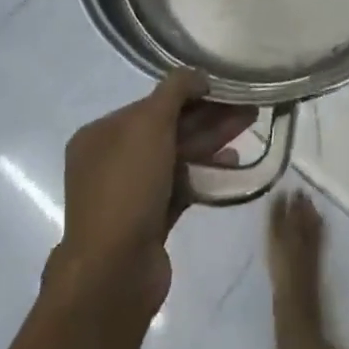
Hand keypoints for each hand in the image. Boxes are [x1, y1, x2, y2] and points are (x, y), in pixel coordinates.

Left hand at [52, 71, 254, 315]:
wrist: (114, 273)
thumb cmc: (127, 187)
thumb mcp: (149, 123)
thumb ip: (175, 90)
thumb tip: (198, 75)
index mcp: (100, 134)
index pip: (151, 103)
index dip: (189, 93)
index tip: (224, 88)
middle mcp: (111, 160)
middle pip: (167, 128)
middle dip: (207, 116)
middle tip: (247, 106)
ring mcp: (130, 193)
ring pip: (177, 156)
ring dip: (211, 140)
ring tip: (248, 126)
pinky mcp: (149, 220)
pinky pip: (181, 185)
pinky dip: (205, 171)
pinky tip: (233, 163)